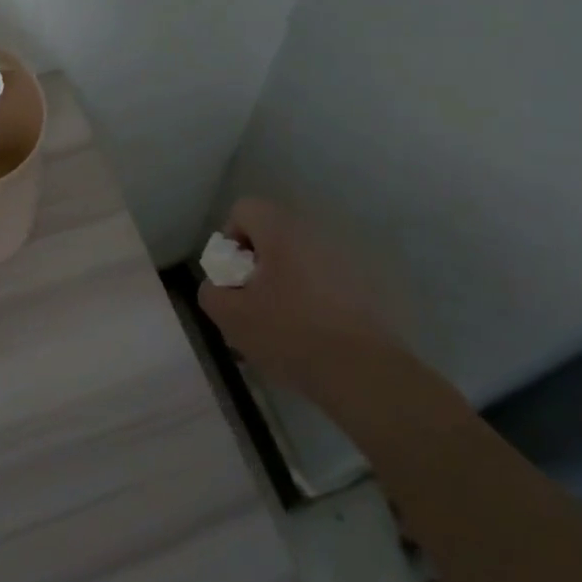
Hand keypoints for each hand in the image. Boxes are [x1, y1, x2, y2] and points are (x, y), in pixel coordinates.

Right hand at [197, 198, 403, 396]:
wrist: (362, 371)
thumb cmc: (289, 333)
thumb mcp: (230, 316)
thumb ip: (212, 291)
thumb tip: (220, 284)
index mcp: (281, 229)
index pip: (244, 209)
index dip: (230, 241)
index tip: (234, 278)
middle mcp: (315, 231)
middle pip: (274, 234)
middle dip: (259, 265)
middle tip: (255, 303)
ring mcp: (347, 255)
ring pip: (301, 258)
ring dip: (287, 280)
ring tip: (283, 323)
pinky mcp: (369, 282)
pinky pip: (327, 278)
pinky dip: (315, 296)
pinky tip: (314, 332)